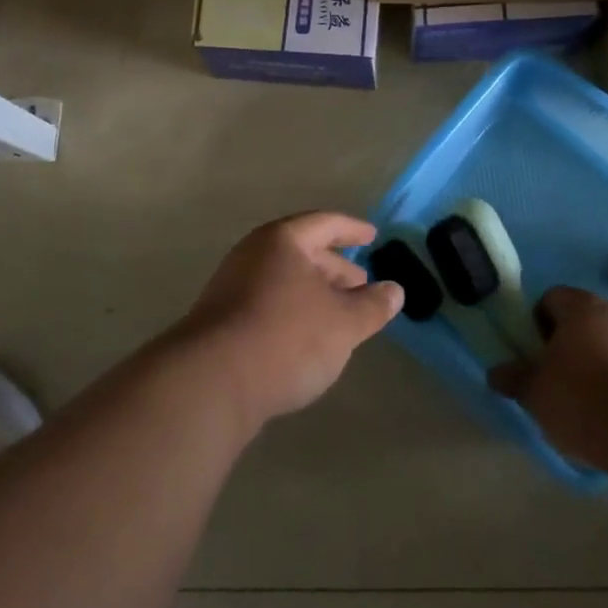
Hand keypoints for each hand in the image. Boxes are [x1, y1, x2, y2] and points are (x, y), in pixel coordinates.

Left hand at [179, 212, 402, 430]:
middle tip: (362, 284)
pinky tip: (307, 338)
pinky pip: (268, 303)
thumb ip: (372, 305)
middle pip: (302, 251)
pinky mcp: (221, 321)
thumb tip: (395, 290)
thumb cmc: (287, 337)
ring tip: (340, 315)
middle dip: (335, 267)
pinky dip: (294, 312)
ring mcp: (232, 288)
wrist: (212, 383)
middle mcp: (253, 255)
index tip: (372, 237)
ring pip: (284, 281)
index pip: (325, 224)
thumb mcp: (344, 322)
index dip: (352, 230)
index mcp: (282, 241)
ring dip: (315, 293)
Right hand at [489, 287, 607, 463]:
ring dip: (596, 357)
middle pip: (582, 317)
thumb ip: (513, 377)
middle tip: (554, 372)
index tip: (534, 351)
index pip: (551, 298)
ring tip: (583, 394)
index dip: (537, 322)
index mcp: (580, 306)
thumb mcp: (534, 391)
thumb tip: (496, 373)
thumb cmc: (579, 398)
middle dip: (567, 340)